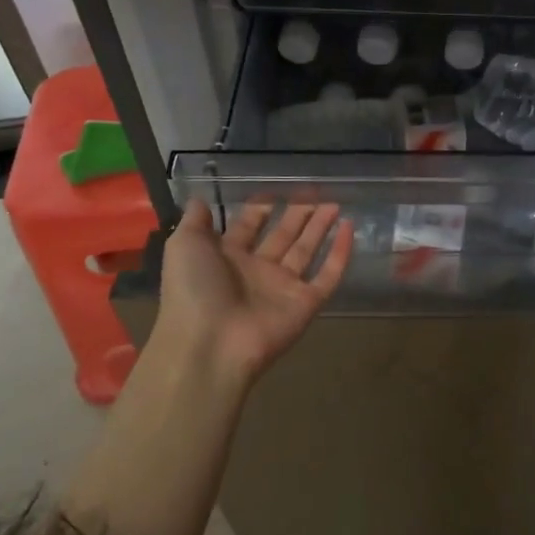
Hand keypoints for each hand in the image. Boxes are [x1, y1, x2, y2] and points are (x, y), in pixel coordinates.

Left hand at [152, 198, 352, 382]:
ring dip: (320, 227)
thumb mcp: (184, 245)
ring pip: (306, 251)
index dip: (260, 209)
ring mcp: (282, 288)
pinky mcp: (306, 304)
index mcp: (226, 258)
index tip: (277, 190)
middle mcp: (256, 271)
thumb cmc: (194, 290)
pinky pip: (328, 275)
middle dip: (297, 215)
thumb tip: (200, 198)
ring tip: (335, 204)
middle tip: (314, 193)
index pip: (247, 227)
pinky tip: (350, 228)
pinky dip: (340, 253)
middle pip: (281, 236)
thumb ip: (195, 221)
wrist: (210, 344)